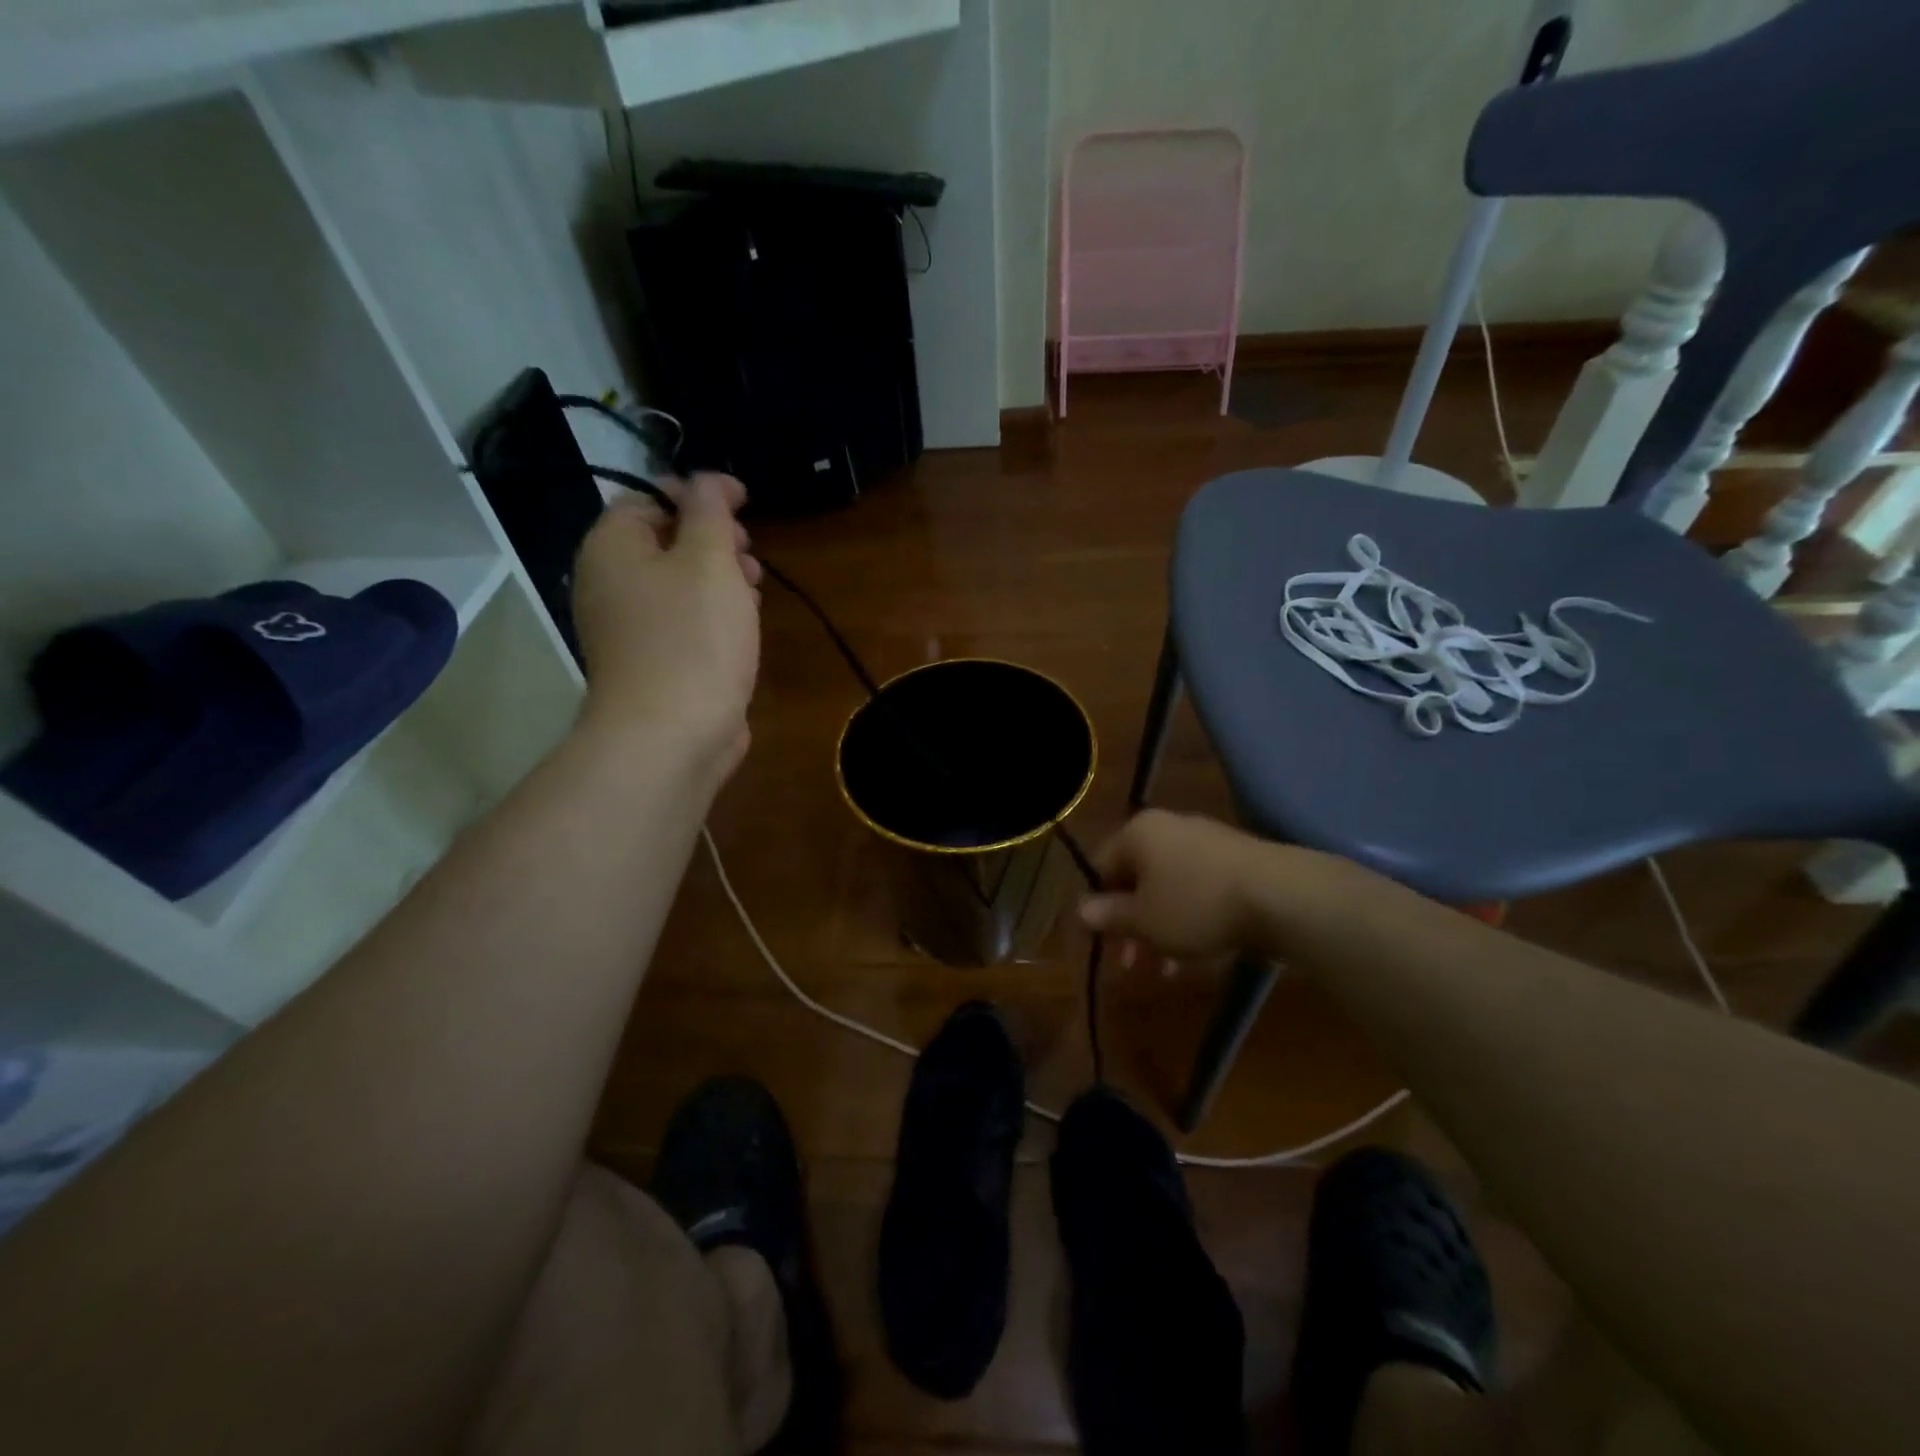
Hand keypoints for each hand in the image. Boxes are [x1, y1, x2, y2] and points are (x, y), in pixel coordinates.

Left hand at [572, 474, 761, 771]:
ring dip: (719, 581)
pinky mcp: (653, 664)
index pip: (650, 498)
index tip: (744, 504)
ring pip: (678, 586)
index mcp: (612, 548)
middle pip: (665, 542)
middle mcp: (610, 584)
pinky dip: (712, 618)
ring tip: (753, 596)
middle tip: (749, 556)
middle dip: (714, 542)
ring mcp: (629, 629)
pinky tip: (742, 632)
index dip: (698, 494)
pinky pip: (683, 624)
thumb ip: (710, 511)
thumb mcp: (709, 560)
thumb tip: (707, 482)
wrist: (671, 736)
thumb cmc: (692, 639)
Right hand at [1079, 810, 1285, 960]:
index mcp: (1138, 833)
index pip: (1100, 865)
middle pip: (1135, 878)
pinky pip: (1197, 888)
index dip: (1096, 905)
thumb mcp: (1144, 920)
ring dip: (1161, 928)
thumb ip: (1109, 915)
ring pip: (1167, 887)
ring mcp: (1204, 840)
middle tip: (1133, 963)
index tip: (1104, 942)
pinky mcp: (1234, 859)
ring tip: (1168, 968)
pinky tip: (1198, 952)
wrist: (1281, 896)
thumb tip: (1080, 910)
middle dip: (1131, 924)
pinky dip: (1190, 917)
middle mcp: (1167, 828)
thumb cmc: (1196, 905)